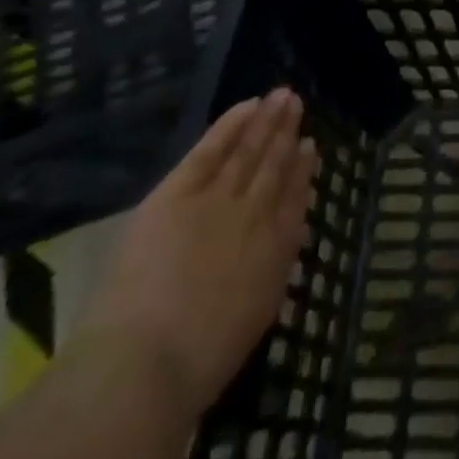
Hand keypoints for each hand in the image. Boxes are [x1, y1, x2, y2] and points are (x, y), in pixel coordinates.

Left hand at [76, 90, 318, 421]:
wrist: (148, 362)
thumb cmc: (198, 360)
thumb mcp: (255, 316)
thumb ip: (273, 270)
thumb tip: (286, 237)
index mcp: (275, 250)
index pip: (295, 199)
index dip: (303, 171)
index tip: (310, 147)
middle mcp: (256, 214)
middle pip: (275, 165)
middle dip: (287, 133)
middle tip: (297, 103)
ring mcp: (219, 198)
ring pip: (249, 149)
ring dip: (267, 120)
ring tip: (282, 96)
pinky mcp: (180, 192)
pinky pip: (212, 148)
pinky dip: (232, 124)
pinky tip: (248, 104)